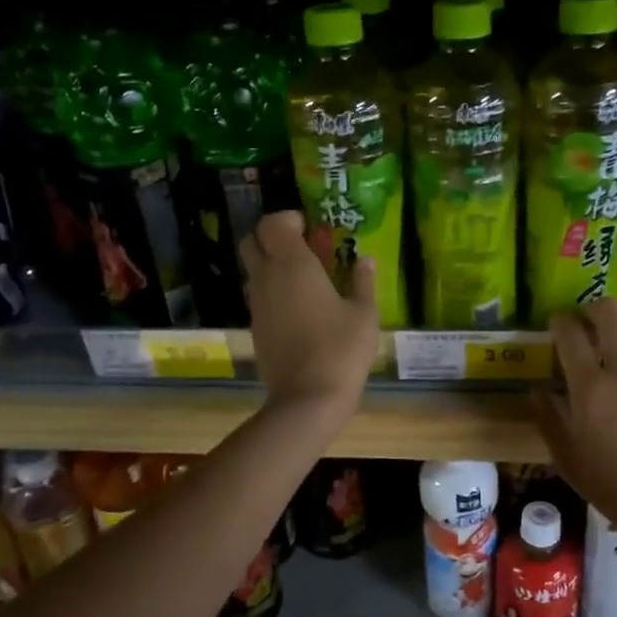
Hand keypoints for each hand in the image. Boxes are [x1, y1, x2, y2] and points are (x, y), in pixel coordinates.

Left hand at [242, 211, 378, 421]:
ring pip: (252, 270)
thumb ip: (362, 281)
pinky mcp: (255, 328)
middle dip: (272, 237)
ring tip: (304, 279)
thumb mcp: (364, 313)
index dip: (289, 219)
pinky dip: (272, 291)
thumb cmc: (341, 349)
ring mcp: (257, 304)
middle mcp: (267, 278)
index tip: (311, 228)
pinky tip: (298, 308)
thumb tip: (364, 260)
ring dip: (271, 265)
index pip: (273, 223)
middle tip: (303, 248)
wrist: (308, 397)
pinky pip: (258, 296)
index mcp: (293, 264)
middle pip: (252, 241)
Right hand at [532, 301, 616, 536]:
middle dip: (593, 309)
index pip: (569, 333)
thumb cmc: (612, 486)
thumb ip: (548, 418)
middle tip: (590, 322)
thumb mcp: (566, 457)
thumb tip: (536, 389)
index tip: (558, 324)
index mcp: (589, 388)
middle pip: (609, 312)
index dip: (559, 321)